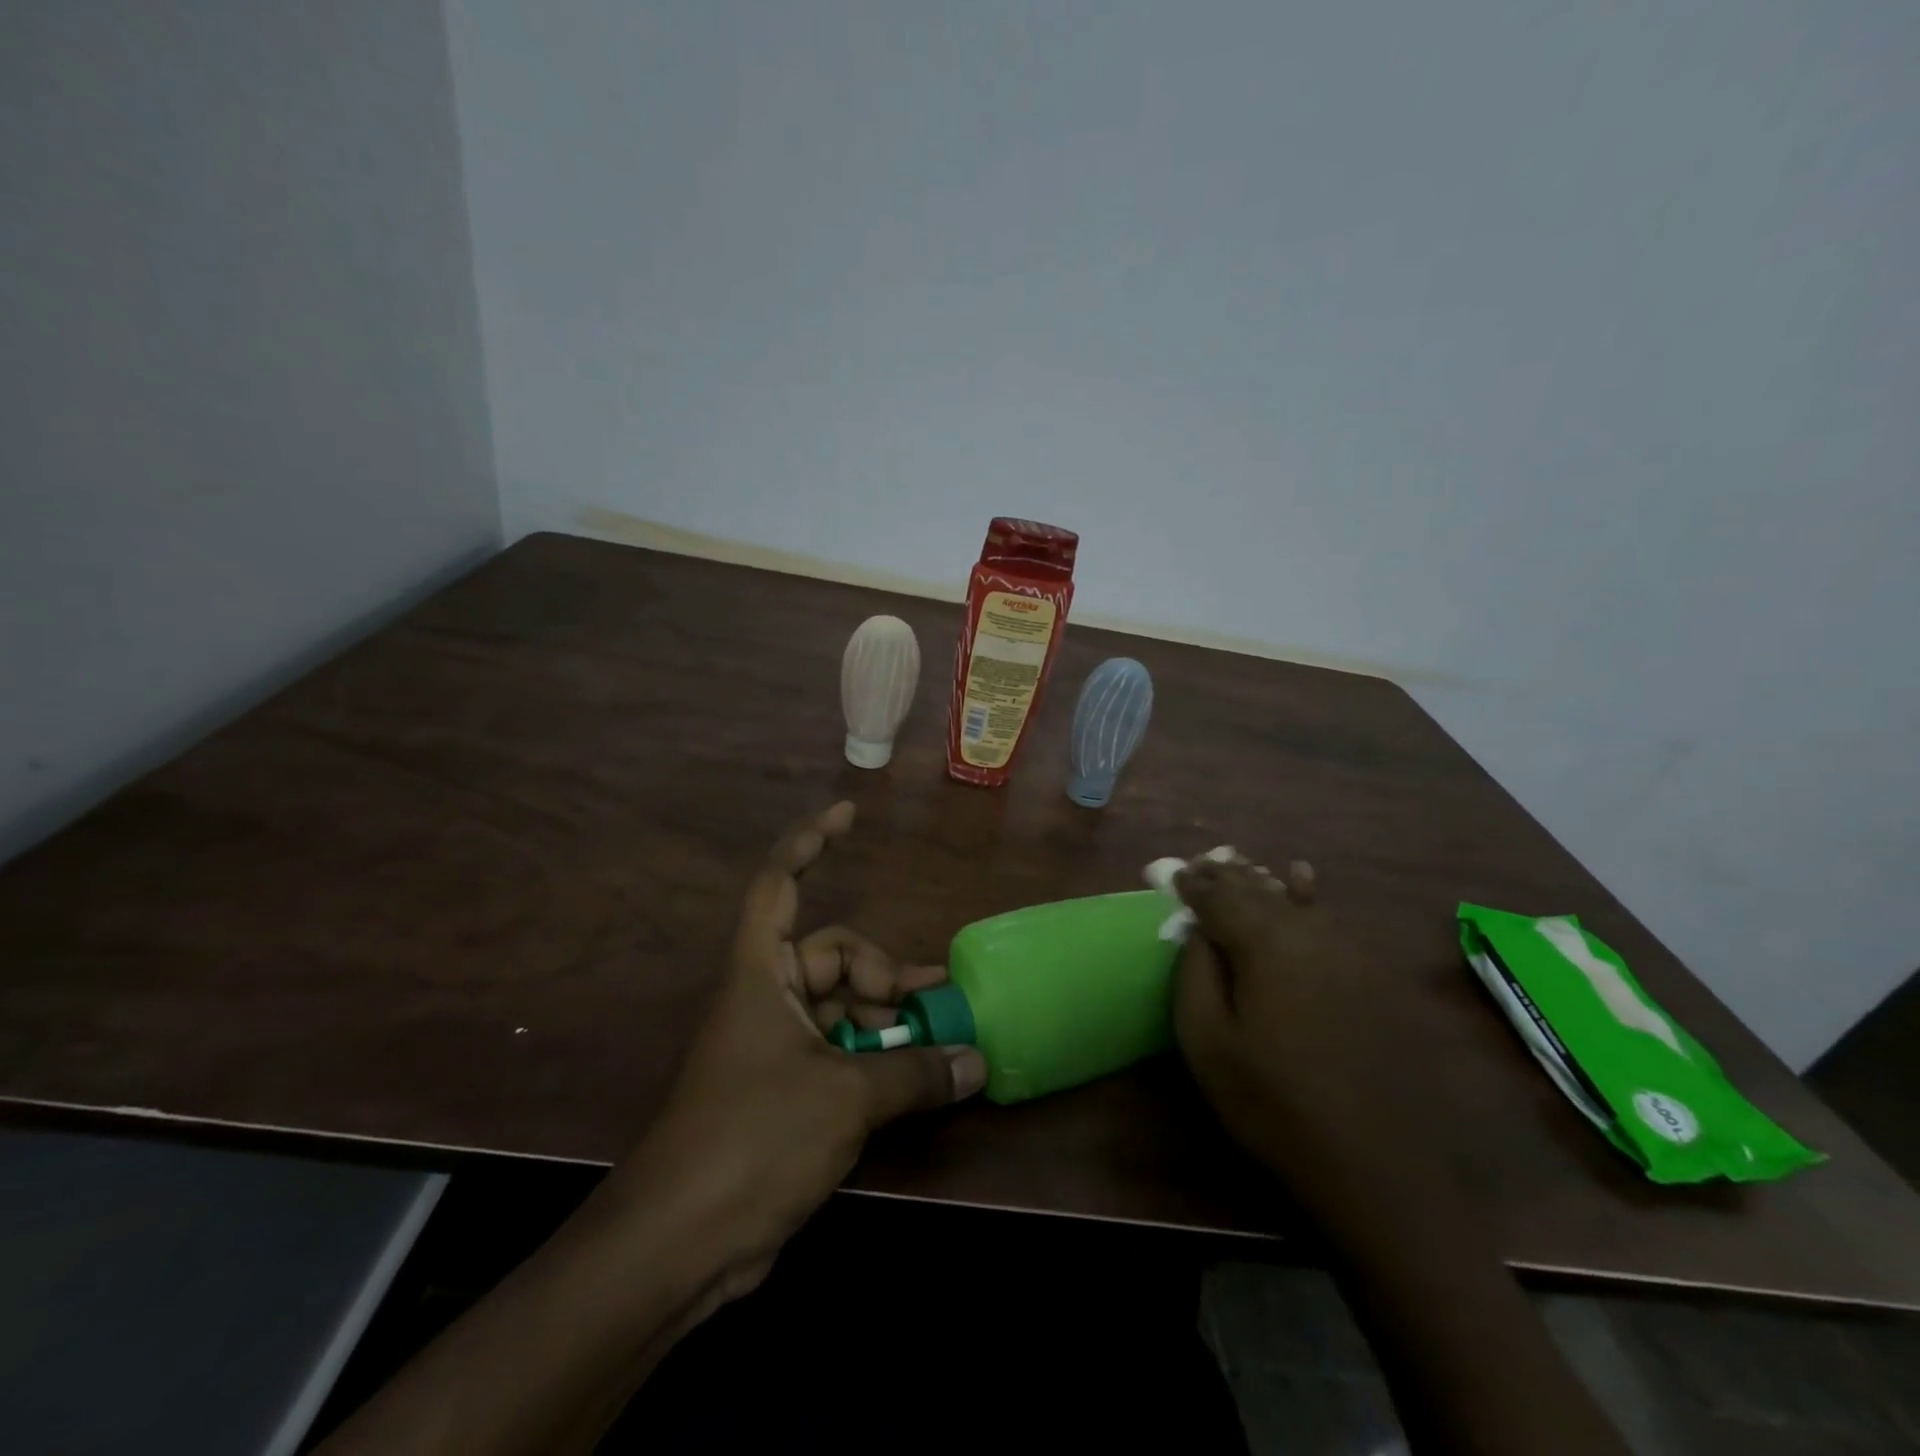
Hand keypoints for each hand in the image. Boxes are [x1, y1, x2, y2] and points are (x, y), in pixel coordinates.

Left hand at [604, 802, 985, 1304]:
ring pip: (841, 1005)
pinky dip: (874, 1056)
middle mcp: (766, 995)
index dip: (810, 840)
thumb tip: (977, 1060)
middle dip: (882, 973)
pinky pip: (838, 1048)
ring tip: (935, 1043)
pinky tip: (914, 1080)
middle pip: (832, 954)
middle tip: (933, 1002)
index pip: (779, 883)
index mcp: (761, 972)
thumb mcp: (845, 1098)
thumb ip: (915, 1073)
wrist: (679, 1244)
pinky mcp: (783, 1087)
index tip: (849, 813)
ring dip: (886, 1019)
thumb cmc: (754, 1140)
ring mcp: (773, 1043)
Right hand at [1173, 853, 1413, 1183]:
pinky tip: (1303, 878)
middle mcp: (1309, 930)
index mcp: (1264, 942)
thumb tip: (1198, 930)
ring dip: (1261, 882)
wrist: (1378, 1164)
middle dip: (1226, 875)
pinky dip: (1307, 895)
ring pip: (1294, 898)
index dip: (1193, 884)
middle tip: (1201, 865)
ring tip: (1239, 866)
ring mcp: (1350, 949)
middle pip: (1258, 889)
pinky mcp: (1375, 973)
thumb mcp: (1207, 1041)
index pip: (1219, 896)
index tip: (1174, 874)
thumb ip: (1195, 972)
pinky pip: (1329, 918)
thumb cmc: (1274, 1102)